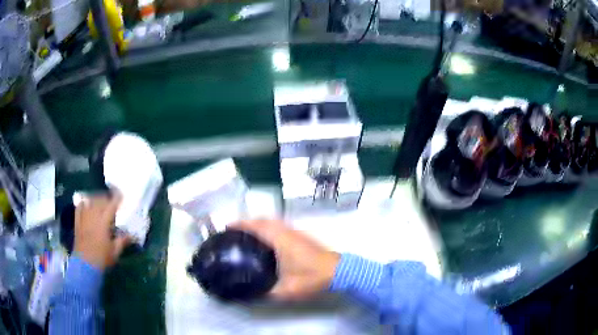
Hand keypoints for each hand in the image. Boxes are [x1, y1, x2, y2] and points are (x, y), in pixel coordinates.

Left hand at [74, 192, 130, 269]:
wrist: (85, 264)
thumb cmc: (102, 258)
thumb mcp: (115, 251)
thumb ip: (122, 241)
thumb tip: (132, 235)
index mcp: (104, 221)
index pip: (112, 205)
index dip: (117, 198)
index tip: (121, 195)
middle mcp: (93, 215)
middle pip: (100, 200)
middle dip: (106, 198)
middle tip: (111, 201)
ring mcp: (84, 217)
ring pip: (90, 201)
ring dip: (96, 199)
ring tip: (99, 201)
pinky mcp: (78, 222)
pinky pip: (79, 207)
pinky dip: (83, 203)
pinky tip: (86, 204)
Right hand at [231, 220, 339, 300]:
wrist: (339, 272)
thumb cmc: (312, 278)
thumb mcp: (286, 290)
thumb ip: (266, 293)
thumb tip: (249, 295)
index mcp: (280, 240)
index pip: (257, 225)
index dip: (241, 224)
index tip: (227, 227)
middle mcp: (287, 231)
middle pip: (263, 219)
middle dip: (247, 222)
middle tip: (234, 232)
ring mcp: (296, 232)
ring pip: (273, 221)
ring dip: (258, 223)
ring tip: (246, 234)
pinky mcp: (302, 236)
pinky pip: (279, 226)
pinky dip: (268, 227)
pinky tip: (266, 240)